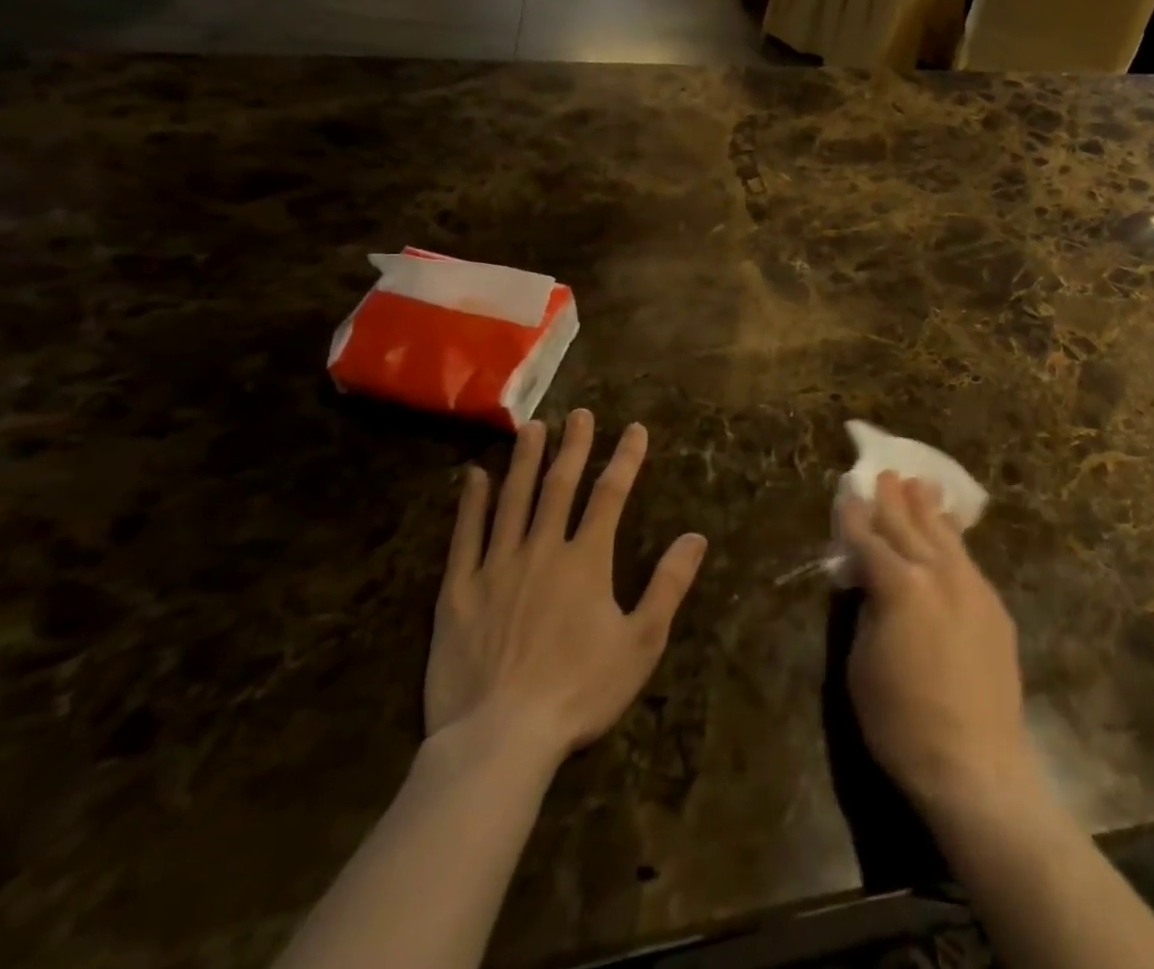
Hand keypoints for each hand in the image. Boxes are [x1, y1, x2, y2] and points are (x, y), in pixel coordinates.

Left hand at [424, 411, 707, 764]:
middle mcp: (542, 550)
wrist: (499, 739)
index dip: (625, 459)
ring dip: (524, 461)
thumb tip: (695, 537)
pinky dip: (470, 503)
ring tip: (532, 428)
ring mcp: (496, 567)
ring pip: (512, 500)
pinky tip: (473, 476)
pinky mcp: (458, 592)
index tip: (635, 429)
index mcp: (587, 560)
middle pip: (559, 486)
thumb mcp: (641, 642)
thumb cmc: (578, 691)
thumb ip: (668, 585)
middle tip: (579, 414)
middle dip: (573, 447)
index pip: (610, 495)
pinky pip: (464, 537)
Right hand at [838, 473, 1040, 815]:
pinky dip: (954, 539)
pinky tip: (950, 533)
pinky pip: (968, 559)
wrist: (976, 763)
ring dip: (929, 509)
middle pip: (909, 526)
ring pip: (944, 535)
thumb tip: (870, 585)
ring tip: (921, 484)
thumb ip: (866, 612)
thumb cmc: (903, 722)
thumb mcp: (861, 666)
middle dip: (894, 499)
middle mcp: (936, 573)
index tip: (849, 494)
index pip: (869, 541)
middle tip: (886, 473)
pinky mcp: (993, 605)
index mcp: (898, 586)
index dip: (856, 518)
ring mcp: (971, 586)